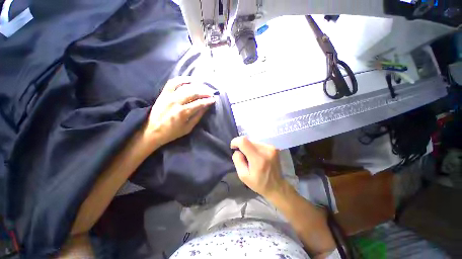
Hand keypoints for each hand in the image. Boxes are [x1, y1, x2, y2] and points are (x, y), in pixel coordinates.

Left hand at [145, 77, 215, 147]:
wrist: (151, 131)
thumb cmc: (171, 133)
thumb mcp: (188, 128)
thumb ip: (197, 117)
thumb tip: (206, 107)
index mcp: (183, 112)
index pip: (199, 103)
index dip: (208, 101)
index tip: (214, 99)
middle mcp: (176, 102)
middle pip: (194, 92)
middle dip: (205, 92)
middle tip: (211, 93)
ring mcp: (168, 96)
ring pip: (185, 86)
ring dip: (196, 85)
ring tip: (203, 87)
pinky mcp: (163, 93)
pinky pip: (172, 82)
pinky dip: (181, 79)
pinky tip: (189, 80)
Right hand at [230, 136, 285, 197]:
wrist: (277, 186)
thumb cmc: (259, 183)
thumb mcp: (243, 176)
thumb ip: (238, 161)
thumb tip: (237, 150)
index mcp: (258, 159)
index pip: (243, 141)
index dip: (235, 141)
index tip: (233, 148)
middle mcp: (266, 150)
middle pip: (248, 141)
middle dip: (243, 147)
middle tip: (244, 158)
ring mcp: (271, 148)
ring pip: (253, 141)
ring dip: (249, 148)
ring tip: (252, 158)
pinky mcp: (274, 147)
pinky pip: (259, 143)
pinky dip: (255, 148)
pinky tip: (258, 157)